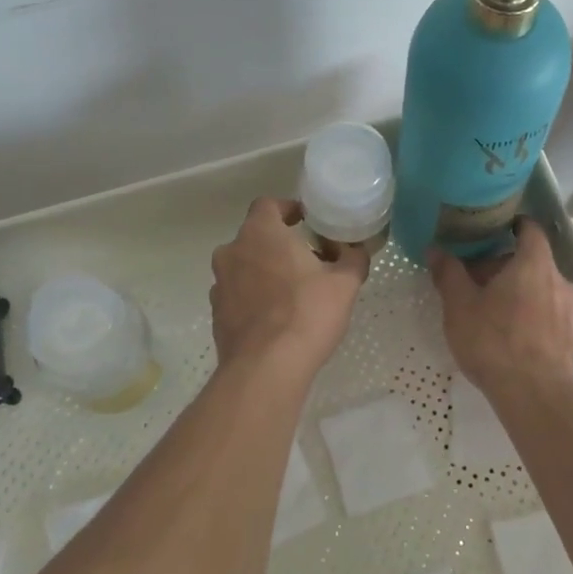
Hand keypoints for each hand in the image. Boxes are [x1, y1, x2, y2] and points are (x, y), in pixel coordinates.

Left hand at [210, 197, 369, 379]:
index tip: (305, 222)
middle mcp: (232, 251)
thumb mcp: (344, 284)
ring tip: (292, 291)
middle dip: (279, 244)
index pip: (267, 205)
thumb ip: (352, 259)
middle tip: (307, 260)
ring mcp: (219, 283)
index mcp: (260, 233)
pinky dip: (254, 297)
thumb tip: (356, 251)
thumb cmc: (307, 313)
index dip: (287, 209)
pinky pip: (237, 294)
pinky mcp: (217, 313)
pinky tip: (276, 317)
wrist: (266, 368)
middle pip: (255, 236)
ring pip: (244, 266)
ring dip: (264, 271)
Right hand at [428, 220, 572, 394]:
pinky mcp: (572, 336)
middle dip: (505, 266)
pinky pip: (549, 312)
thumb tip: (435, 249)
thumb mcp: (460, 305)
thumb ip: (449, 273)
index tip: (494, 230)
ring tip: (491, 309)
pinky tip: (510, 334)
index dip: (514, 226)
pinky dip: (531, 313)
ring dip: (519, 291)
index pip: (531, 230)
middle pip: (533, 261)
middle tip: (477, 280)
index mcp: (534, 263)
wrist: (535, 395)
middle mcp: (559, 280)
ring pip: (542, 288)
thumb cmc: (494, 341)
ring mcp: (570, 310)